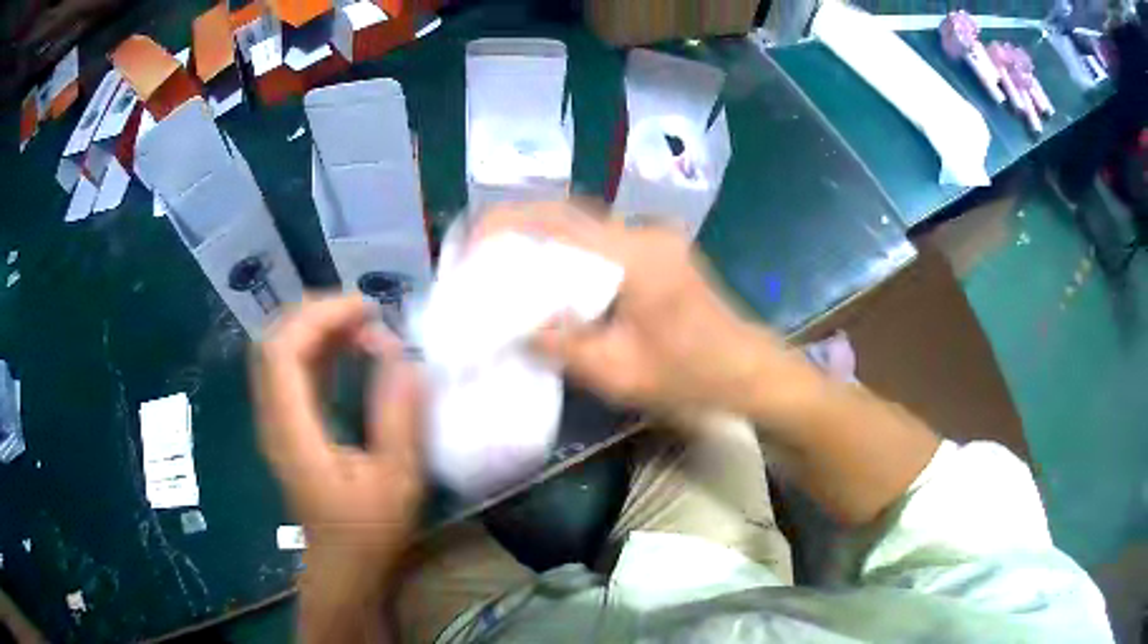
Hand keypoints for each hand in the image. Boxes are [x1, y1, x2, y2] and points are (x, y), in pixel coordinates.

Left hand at [252, 295, 423, 580]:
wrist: (343, 565)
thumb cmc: (369, 530)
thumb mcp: (397, 481)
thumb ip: (399, 419)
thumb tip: (406, 358)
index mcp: (293, 432)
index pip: (283, 350)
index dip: (320, 316)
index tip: (368, 309)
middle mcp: (274, 418)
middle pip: (274, 341)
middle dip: (317, 313)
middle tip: (367, 313)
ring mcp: (276, 420)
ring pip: (279, 350)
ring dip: (317, 327)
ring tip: (364, 325)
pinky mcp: (286, 423)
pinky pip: (291, 369)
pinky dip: (317, 347)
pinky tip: (350, 349)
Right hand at [474, 202, 790, 414]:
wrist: (747, 369)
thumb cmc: (690, 376)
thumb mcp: (620, 373)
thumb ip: (563, 345)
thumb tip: (516, 327)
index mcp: (634, 257)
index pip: (558, 223)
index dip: (507, 224)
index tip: (471, 241)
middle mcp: (643, 233)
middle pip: (568, 213)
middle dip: (518, 225)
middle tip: (481, 250)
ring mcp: (655, 236)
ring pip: (584, 223)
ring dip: (543, 235)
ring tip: (506, 261)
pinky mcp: (660, 248)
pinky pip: (602, 238)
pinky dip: (569, 248)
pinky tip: (551, 273)